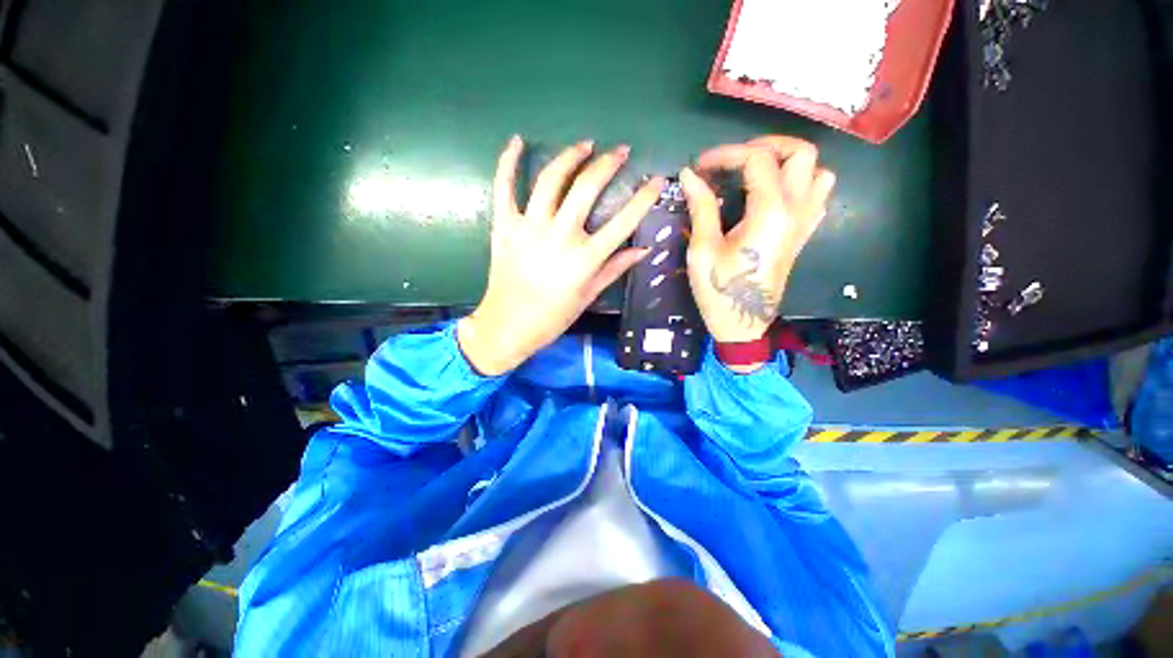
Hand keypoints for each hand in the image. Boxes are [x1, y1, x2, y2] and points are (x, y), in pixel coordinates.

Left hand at [458, 136, 664, 375]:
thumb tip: (643, 249)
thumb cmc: (553, 316)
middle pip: (587, 188)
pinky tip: (517, 141)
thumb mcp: (589, 295)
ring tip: (584, 145)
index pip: (623, 221)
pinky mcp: (504, 226)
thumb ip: (615, 268)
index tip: (657, 179)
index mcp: (585, 258)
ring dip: (570, 156)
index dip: (644, 198)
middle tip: (619, 151)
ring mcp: (529, 227)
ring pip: (551, 179)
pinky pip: (504, 187)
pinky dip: (508, 162)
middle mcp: (560, 236)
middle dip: (608, 163)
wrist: (508, 325)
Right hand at [680, 136, 835, 343]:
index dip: (725, 154)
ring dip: (788, 162)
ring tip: (756, 173)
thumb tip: (690, 175)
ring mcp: (805, 222)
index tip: (699, 167)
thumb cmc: (720, 289)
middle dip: (766, 146)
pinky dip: (799, 182)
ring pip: (817, 171)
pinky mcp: (803, 234)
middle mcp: (797, 209)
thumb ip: (701, 207)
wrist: (743, 322)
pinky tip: (772, 194)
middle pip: (801, 152)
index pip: (756, 159)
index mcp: (771, 211)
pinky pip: (816, 195)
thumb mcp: (703, 249)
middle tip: (735, 159)